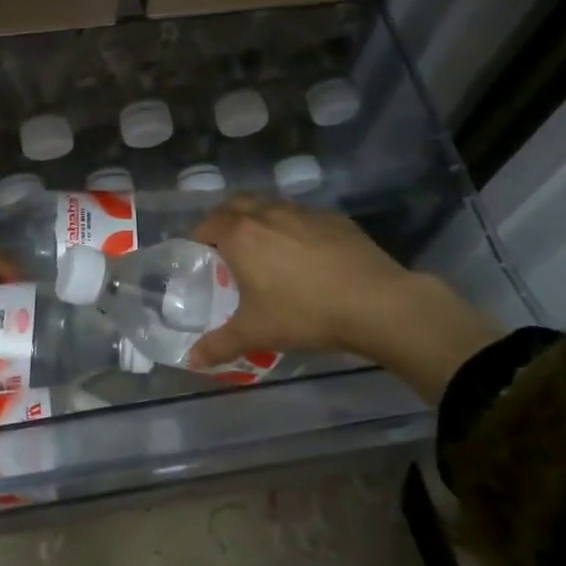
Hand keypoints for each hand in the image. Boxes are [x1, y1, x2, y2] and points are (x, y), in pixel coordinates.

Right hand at [187, 197, 502, 402]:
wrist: (375, 302)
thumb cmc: (304, 314)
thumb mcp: (255, 333)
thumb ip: (218, 345)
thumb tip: (191, 361)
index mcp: (241, 235)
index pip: (207, 224)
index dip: (199, 238)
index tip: (200, 256)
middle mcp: (267, 214)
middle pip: (235, 204)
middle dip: (225, 219)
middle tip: (227, 248)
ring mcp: (302, 212)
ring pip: (270, 205)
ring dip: (259, 219)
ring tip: (265, 249)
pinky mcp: (333, 218)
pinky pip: (302, 216)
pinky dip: (293, 227)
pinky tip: (305, 254)